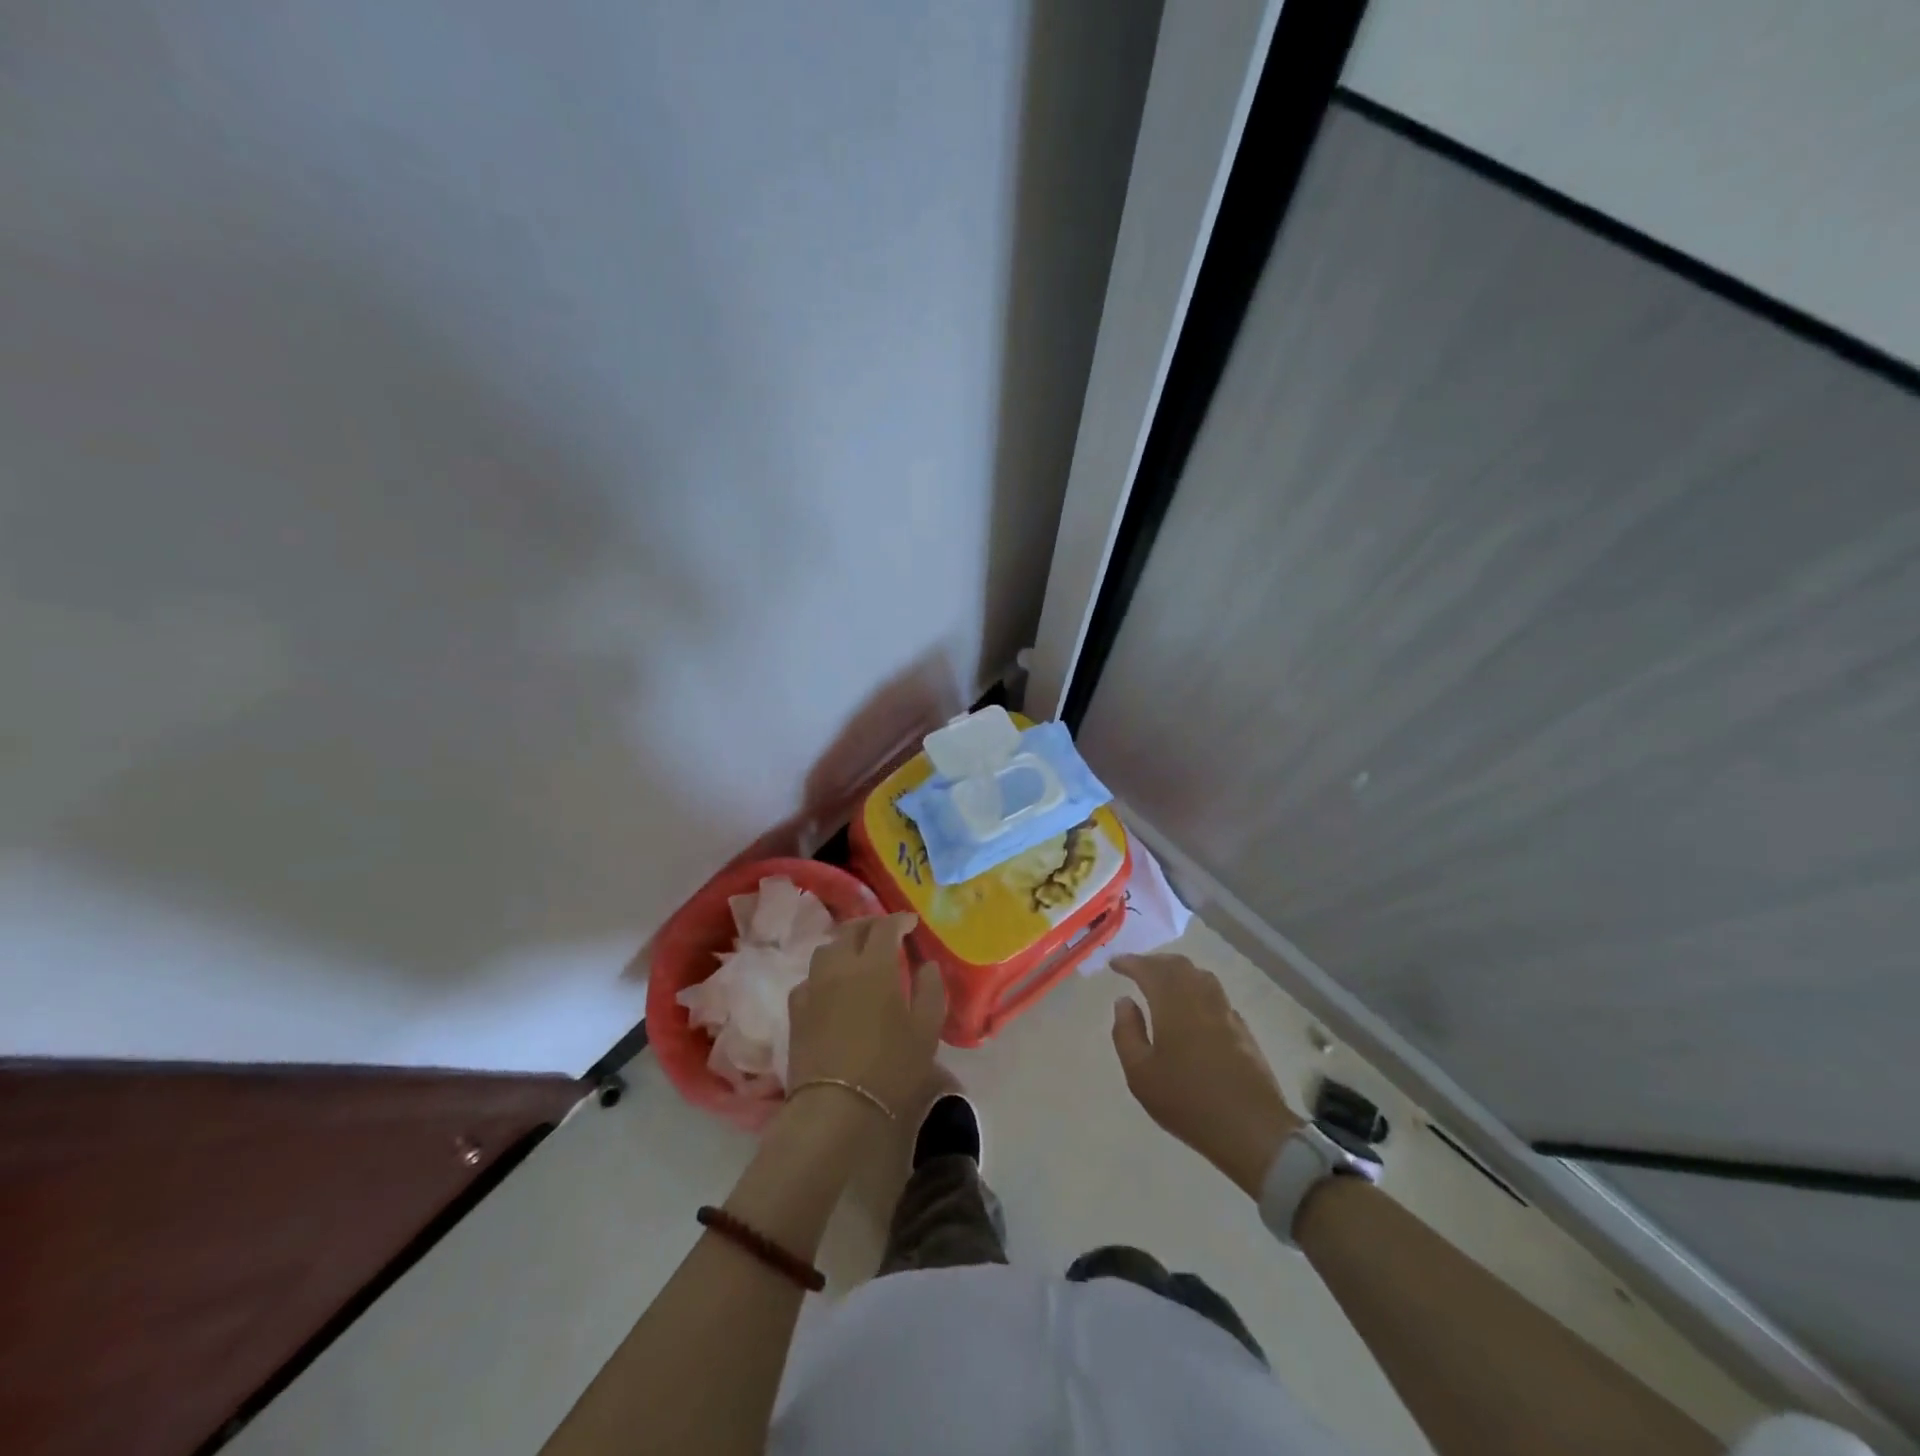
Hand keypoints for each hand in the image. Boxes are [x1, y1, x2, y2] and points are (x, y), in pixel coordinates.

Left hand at [787, 912, 945, 1120]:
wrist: (835, 1108)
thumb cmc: (890, 1068)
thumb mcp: (925, 1030)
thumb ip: (930, 990)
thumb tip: (928, 965)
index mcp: (875, 965)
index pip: (885, 927)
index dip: (899, 920)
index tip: (910, 923)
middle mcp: (840, 966)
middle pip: (851, 930)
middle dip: (870, 925)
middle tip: (885, 932)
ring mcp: (813, 986)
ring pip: (827, 949)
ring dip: (845, 944)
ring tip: (858, 954)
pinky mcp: (796, 1010)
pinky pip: (810, 978)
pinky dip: (825, 973)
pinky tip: (832, 986)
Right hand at [1111, 953, 1301, 1196]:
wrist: (1251, 1128)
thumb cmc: (1187, 1101)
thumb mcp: (1140, 1074)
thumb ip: (1127, 1033)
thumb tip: (1124, 1001)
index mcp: (1173, 1004)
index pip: (1149, 970)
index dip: (1131, 962)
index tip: (1114, 963)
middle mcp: (1201, 999)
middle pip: (1178, 965)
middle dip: (1154, 961)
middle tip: (1136, 968)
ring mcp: (1225, 1013)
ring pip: (1201, 976)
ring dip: (1178, 971)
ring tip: (1162, 981)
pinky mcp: (1242, 1029)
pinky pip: (1215, 994)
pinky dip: (1196, 988)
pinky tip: (1192, 1006)